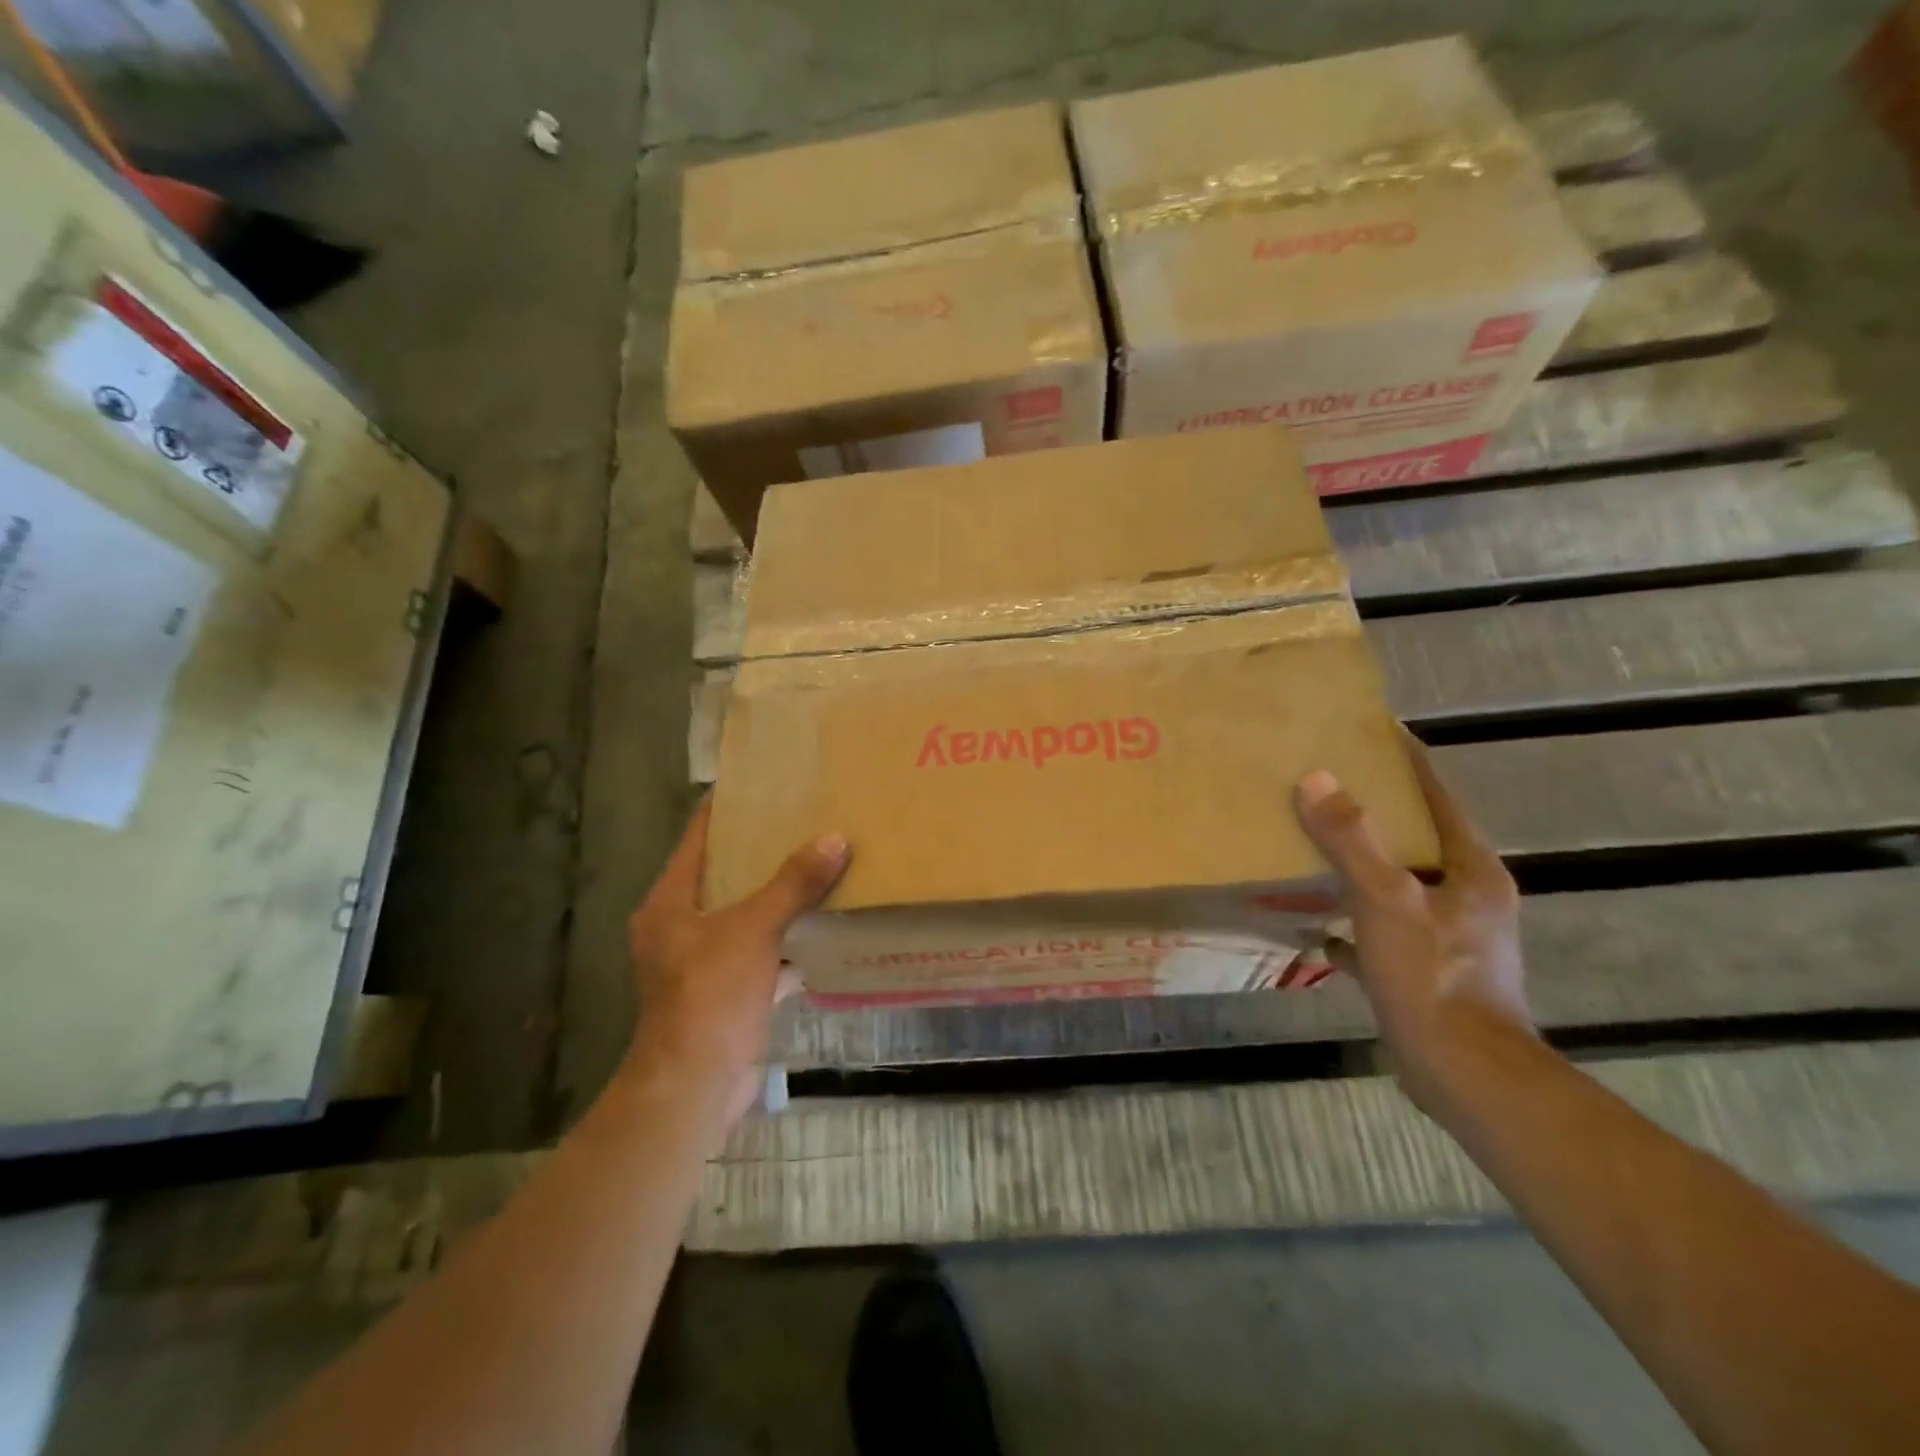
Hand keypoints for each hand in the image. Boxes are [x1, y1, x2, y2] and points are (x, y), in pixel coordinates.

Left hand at [623, 800, 848, 1123]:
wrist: (695, 1086)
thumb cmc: (710, 995)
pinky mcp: (726, 992)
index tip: (764, 785)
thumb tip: (835, 838)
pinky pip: (762, 953)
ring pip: (746, 916)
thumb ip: (794, 884)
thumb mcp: (754, 929)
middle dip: (762, 852)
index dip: (727, 810)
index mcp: (670, 902)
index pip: (698, 838)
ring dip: (778, 898)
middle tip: (804, 821)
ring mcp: (702, 962)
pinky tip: (825, 927)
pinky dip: (788, 942)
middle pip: (724, 875)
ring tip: (820, 865)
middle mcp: (680, 927)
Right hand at [1292, 735, 1532, 1109]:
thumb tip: (1316, 778)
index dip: (1406, 760)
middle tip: (1326, 782)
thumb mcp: (1387, 900)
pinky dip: (1352, 921)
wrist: (1465, 1075)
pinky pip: (1381, 929)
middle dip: (1375, 809)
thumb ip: (1352, 839)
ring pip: (1397, 882)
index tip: (1372, 729)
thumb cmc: (1433, 977)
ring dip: (1360, 863)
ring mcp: (1447, 935)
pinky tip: (1317, 925)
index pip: (1437, 796)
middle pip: (1416, 836)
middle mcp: (1465, 896)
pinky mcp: (1425, 970)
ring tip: (1313, 842)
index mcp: (1470, 869)